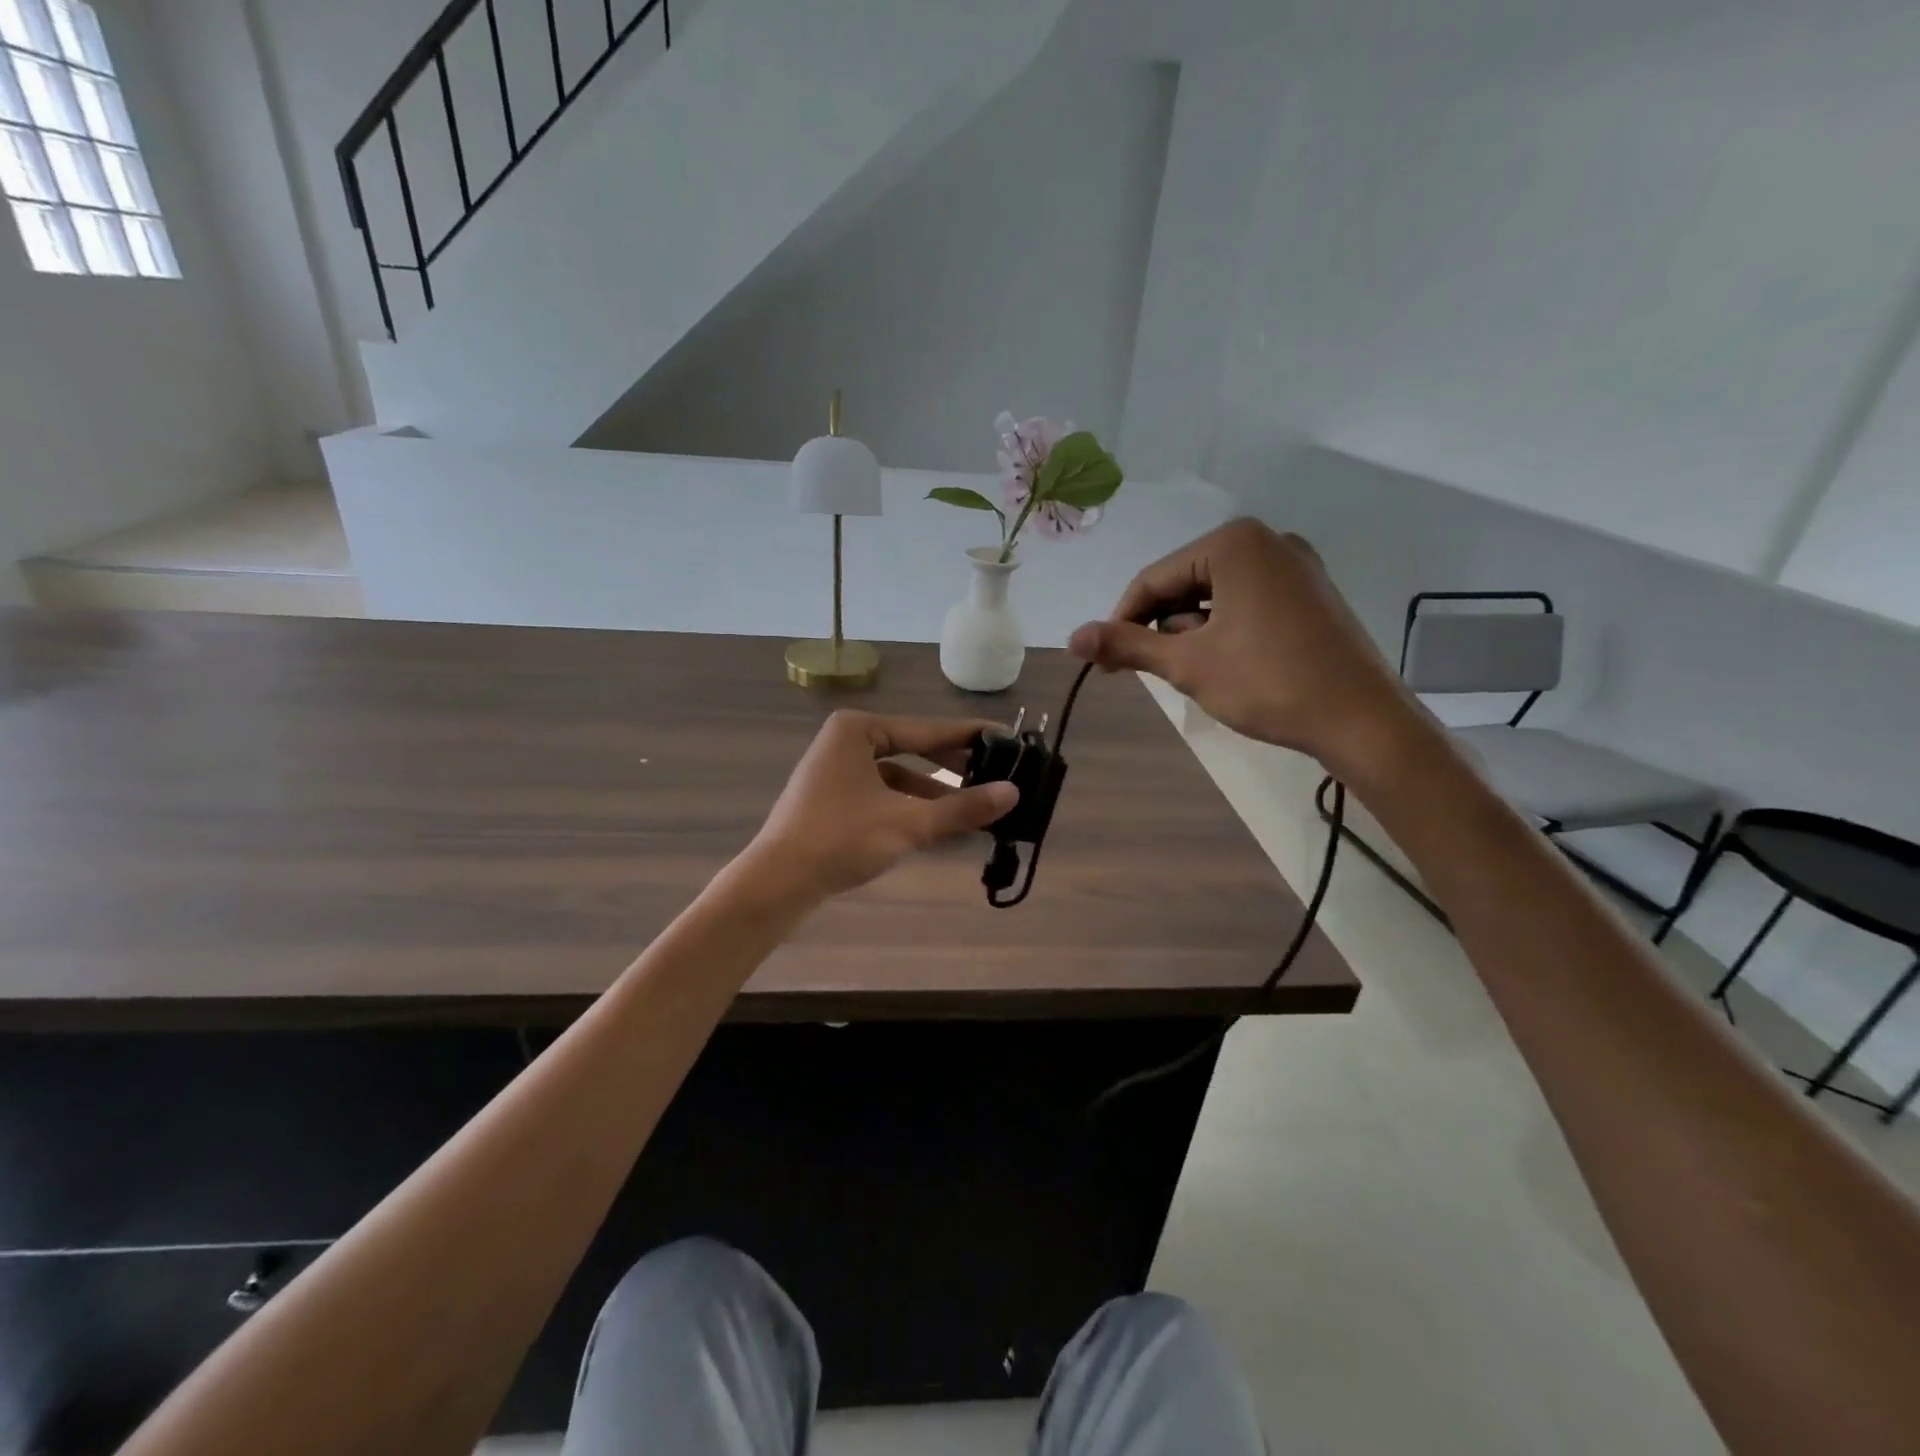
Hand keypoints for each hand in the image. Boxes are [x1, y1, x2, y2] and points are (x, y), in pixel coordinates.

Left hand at [742, 710, 1018, 904]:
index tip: (1007, 738)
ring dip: (935, 794)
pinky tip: (939, 827)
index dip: (969, 737)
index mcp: (858, 730)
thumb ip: (962, 808)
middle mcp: (845, 742)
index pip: (927, 731)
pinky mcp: (832, 801)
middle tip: (997, 773)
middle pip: (913, 751)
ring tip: (975, 809)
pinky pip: (883, 796)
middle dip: (954, 767)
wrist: (776, 883)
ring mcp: (836, 772)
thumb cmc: (841, 839)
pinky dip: (910, 809)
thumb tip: (1014, 793)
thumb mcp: (908, 823)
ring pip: (899, 778)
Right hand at [1068, 519, 1429, 781]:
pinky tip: (1226, 664)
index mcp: (1234, 543)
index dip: (1121, 622)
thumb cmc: (1267, 683)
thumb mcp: (1187, 664)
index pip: (1154, 579)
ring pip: (1215, 595)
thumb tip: (1072, 638)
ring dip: (1191, 632)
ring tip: (1194, 674)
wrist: (1360, 719)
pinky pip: (1247, 602)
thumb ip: (1126, 645)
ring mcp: (1295, 565)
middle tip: (1149, 672)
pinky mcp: (1311, 593)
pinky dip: (1223, 629)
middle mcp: (1266, 540)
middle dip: (1161, 627)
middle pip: (1184, 583)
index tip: (1104, 663)